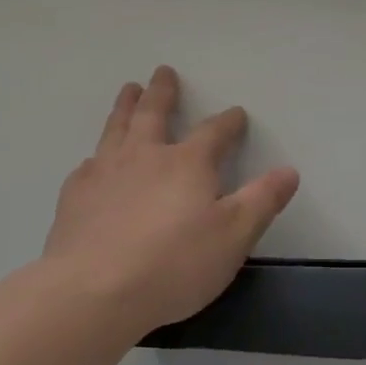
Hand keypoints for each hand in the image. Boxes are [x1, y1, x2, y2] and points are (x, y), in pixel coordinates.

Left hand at [44, 65, 299, 334]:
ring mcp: (106, 172)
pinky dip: (96, 157)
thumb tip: (289, 171)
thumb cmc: (174, 264)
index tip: (236, 113)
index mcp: (188, 162)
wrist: (94, 292)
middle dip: (163, 92)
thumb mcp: (234, 236)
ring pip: (117, 128)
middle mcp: (145, 155)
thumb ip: (262, 201)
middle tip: (163, 72)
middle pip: (154, 113)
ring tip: (129, 90)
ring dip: (126, 106)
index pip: (214, 132)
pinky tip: (93, 162)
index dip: (228, 122)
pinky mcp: (75, 196)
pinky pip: (88, 166)